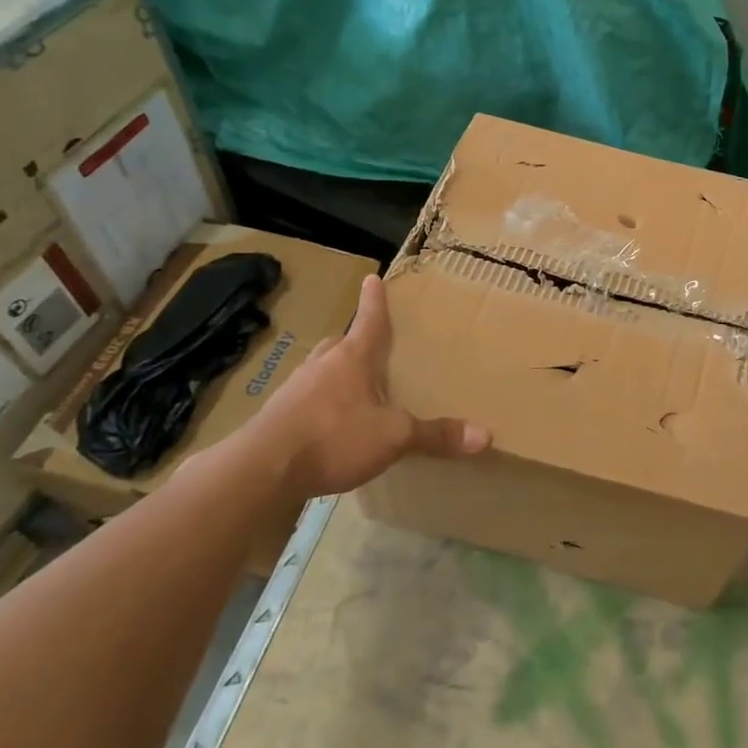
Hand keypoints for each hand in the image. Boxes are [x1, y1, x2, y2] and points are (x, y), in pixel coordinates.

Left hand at [234, 273, 489, 498]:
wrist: (260, 470)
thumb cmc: (333, 437)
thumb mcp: (394, 437)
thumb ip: (436, 436)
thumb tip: (487, 435)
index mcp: (352, 358)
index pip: (369, 320)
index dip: (374, 301)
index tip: (372, 277)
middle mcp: (321, 365)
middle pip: (340, 343)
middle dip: (354, 340)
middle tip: (368, 345)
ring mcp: (295, 390)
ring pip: (320, 370)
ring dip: (335, 373)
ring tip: (353, 388)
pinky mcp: (277, 418)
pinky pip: (305, 400)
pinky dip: (320, 404)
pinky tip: (329, 425)